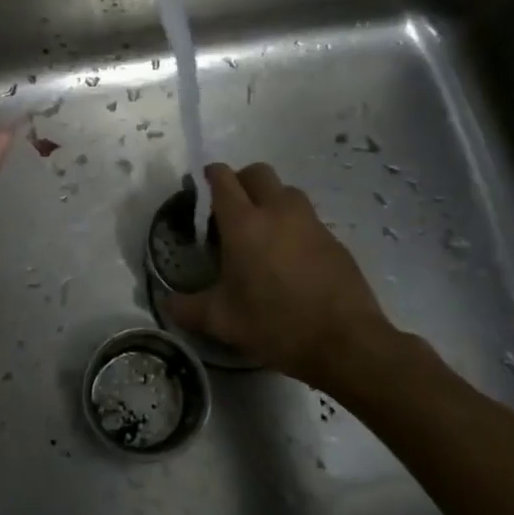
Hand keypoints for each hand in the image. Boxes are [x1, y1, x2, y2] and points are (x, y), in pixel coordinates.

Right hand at [166, 162, 401, 386]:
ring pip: (286, 191)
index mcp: (244, 223)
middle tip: (231, 209)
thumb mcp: (222, 321)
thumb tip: (167, 305)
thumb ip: (188, 309)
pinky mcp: (334, 239)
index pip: (223, 179)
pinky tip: (289, 258)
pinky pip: (307, 218)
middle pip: (257, 173)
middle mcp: (277, 212)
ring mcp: (310, 222)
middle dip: (241, 181)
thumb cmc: (275, 324)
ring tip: (262, 232)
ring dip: (270, 199)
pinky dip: (293, 225)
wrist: (345, 341)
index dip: (211, 175)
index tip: (203, 184)